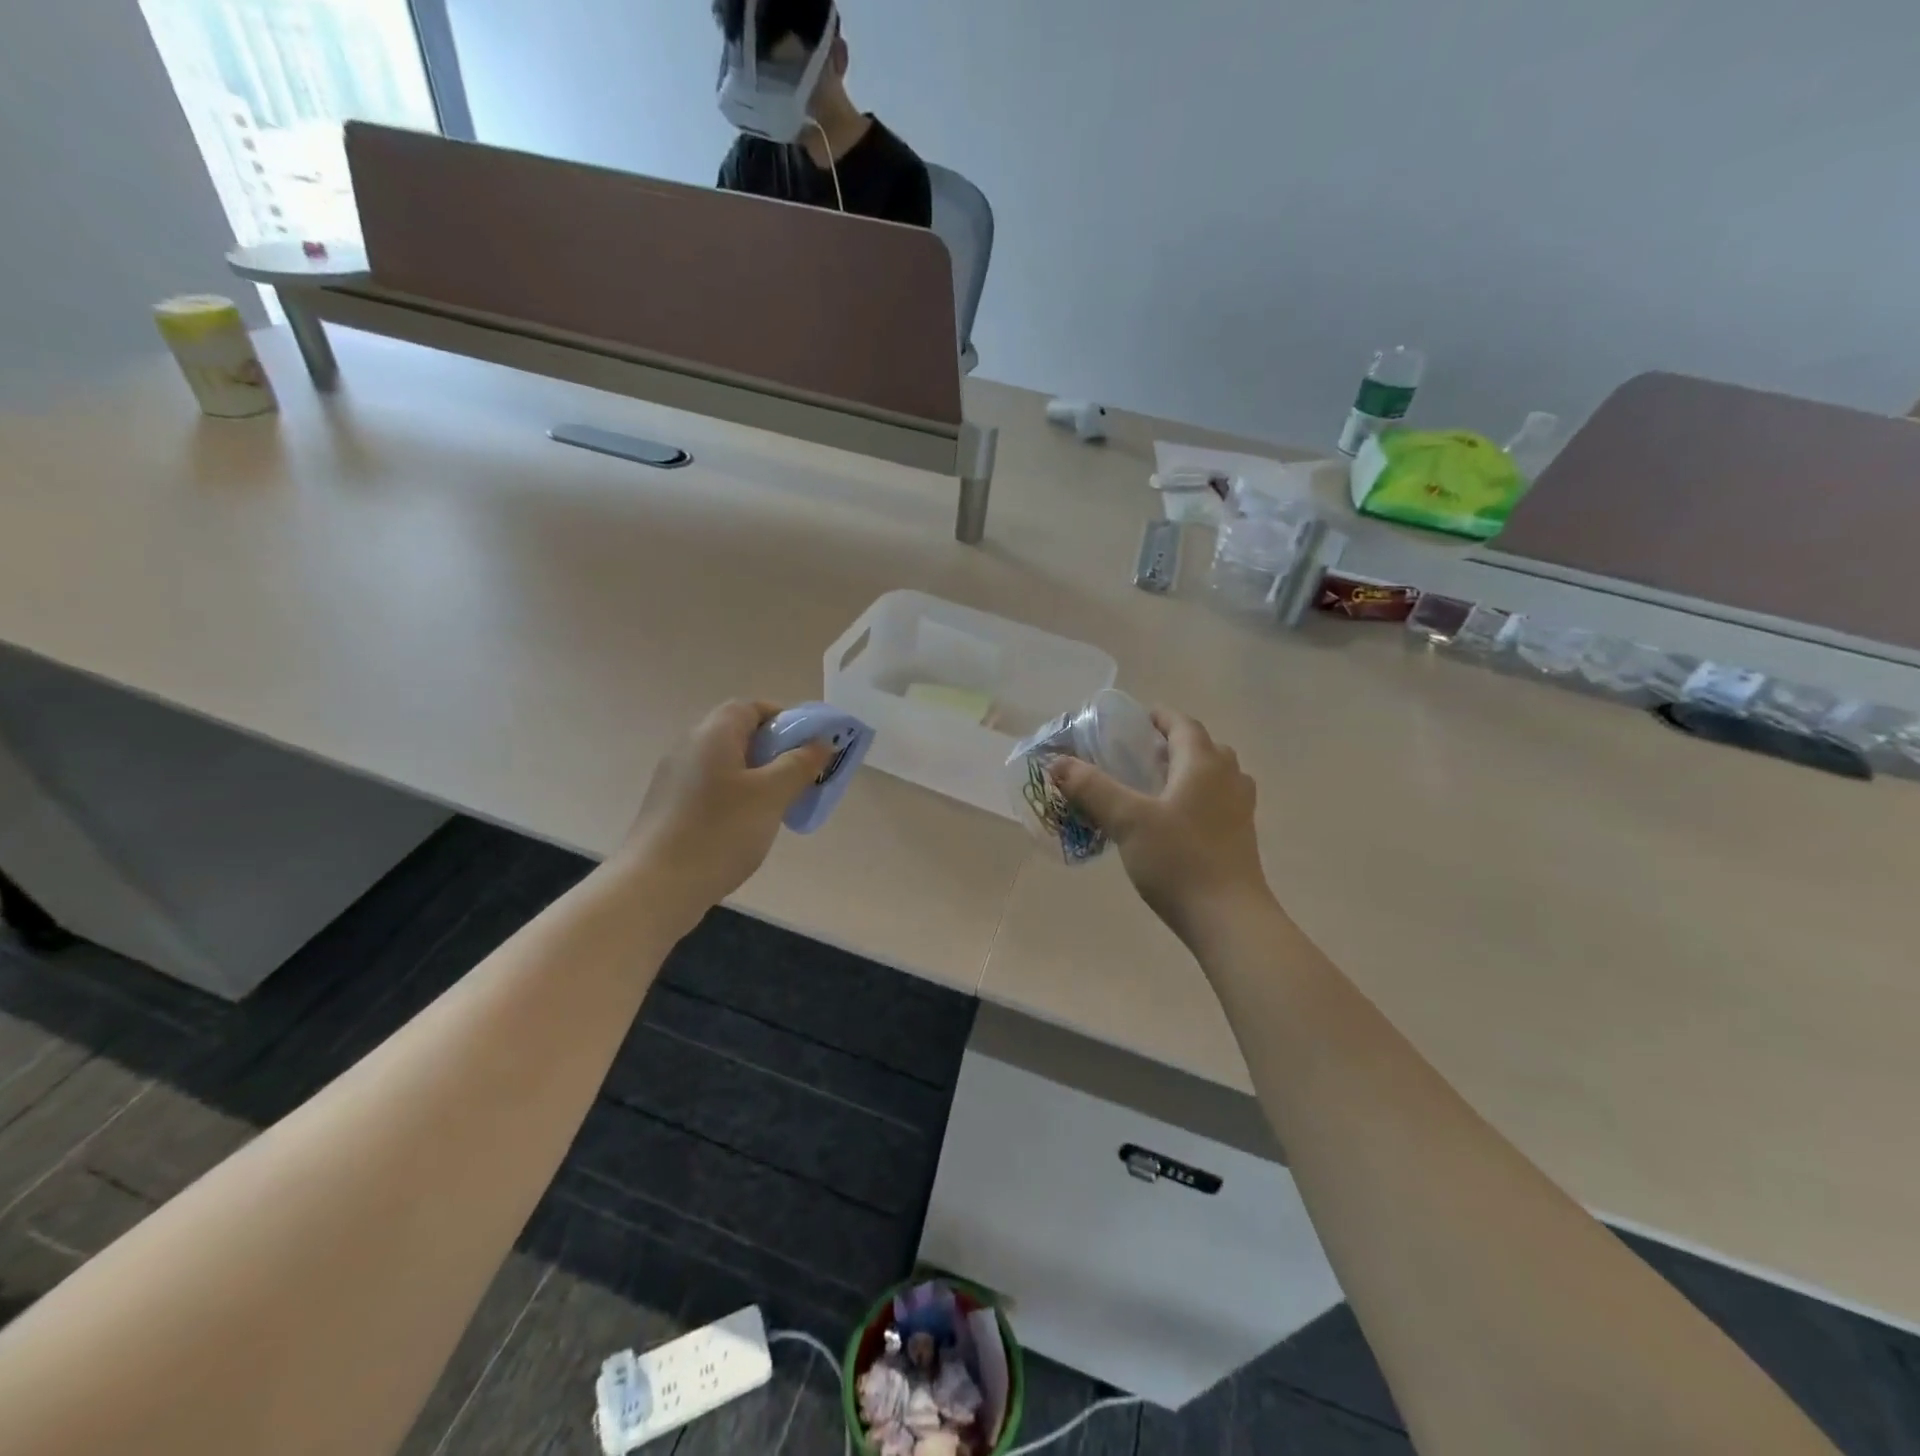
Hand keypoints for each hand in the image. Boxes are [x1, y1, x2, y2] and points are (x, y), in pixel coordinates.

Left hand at [617, 700, 831, 930]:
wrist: (657, 886)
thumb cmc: (721, 832)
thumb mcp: (772, 795)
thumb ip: (799, 764)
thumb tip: (820, 743)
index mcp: (713, 734)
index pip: (750, 707)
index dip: (783, 719)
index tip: (808, 745)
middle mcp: (689, 746)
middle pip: (738, 734)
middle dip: (774, 750)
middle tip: (799, 777)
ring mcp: (675, 778)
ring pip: (726, 763)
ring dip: (757, 776)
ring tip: (778, 805)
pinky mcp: (669, 807)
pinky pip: (711, 787)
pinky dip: (736, 796)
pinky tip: (747, 826)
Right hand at [1052, 708, 1274, 947]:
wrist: (1228, 918)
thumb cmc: (1178, 860)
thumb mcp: (1127, 820)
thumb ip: (1092, 787)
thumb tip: (1058, 763)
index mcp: (1203, 764)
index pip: (1183, 724)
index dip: (1159, 717)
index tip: (1135, 720)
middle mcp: (1228, 778)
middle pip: (1203, 746)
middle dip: (1173, 743)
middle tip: (1139, 754)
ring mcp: (1240, 808)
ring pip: (1215, 774)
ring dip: (1188, 770)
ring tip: (1156, 784)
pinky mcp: (1241, 836)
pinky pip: (1219, 800)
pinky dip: (1197, 796)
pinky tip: (1174, 820)